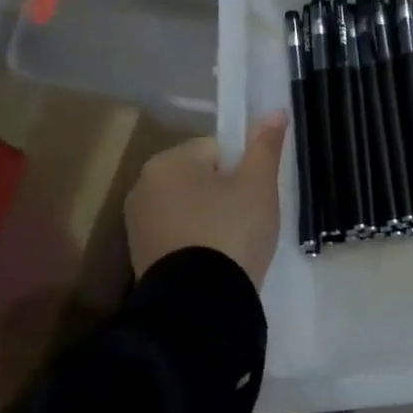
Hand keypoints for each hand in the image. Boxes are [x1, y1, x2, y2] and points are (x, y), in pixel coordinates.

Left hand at [124, 112, 288, 287]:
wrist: (200, 302)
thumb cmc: (232, 231)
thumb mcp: (259, 184)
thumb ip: (265, 145)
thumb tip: (275, 110)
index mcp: (170, 161)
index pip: (217, 148)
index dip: (242, 170)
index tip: (254, 196)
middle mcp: (144, 184)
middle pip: (200, 176)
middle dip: (224, 193)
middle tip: (248, 220)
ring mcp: (137, 222)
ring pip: (188, 206)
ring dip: (210, 217)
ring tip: (233, 244)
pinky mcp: (140, 254)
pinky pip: (177, 233)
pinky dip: (195, 240)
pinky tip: (214, 259)